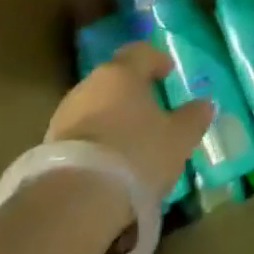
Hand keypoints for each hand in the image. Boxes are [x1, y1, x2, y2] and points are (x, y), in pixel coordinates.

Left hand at [45, 42, 213, 202]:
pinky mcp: (48, 146)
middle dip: (132, 91)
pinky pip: (81, 134)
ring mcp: (64, 115)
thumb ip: (193, 117)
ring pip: (95, 106)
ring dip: (112, 117)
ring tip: (130, 142)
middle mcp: (90, 85)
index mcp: (122, 73)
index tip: (168, 72)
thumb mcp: (178, 138)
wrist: (74, 202)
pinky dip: (96, 141)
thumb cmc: (135, 154)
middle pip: (115, 79)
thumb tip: (205, 103)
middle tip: (152, 109)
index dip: (157, 59)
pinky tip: (109, 163)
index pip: (140, 52)